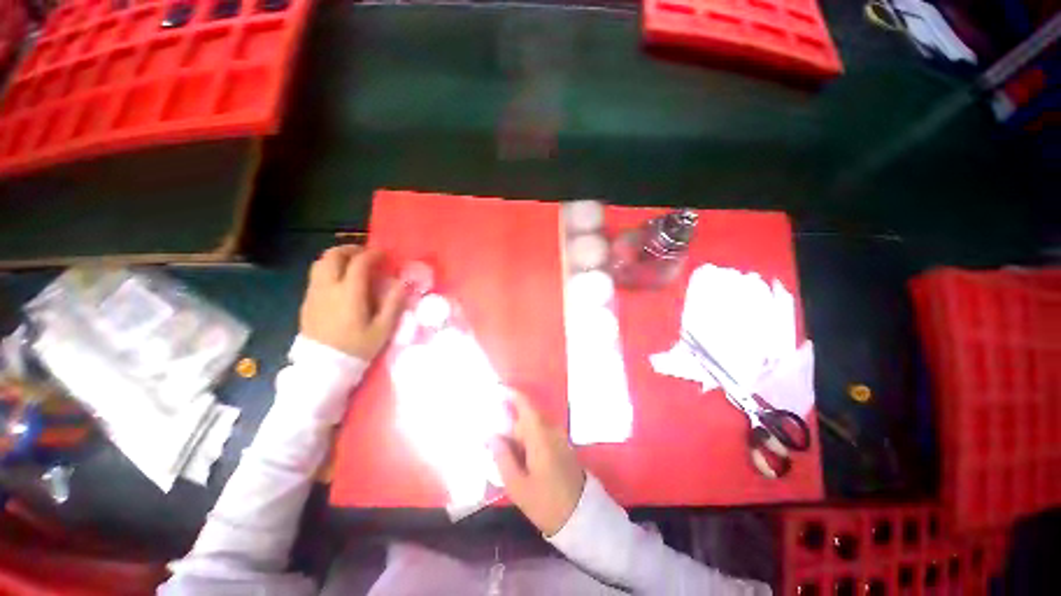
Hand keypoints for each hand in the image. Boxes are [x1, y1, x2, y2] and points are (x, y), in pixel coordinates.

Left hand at [300, 245, 406, 360]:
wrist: (323, 368)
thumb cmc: (357, 348)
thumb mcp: (383, 329)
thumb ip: (393, 303)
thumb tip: (402, 283)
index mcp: (349, 293)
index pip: (359, 263)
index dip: (373, 254)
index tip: (384, 254)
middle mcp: (327, 288)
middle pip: (332, 256)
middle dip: (350, 249)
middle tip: (366, 254)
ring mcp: (314, 294)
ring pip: (320, 263)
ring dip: (338, 257)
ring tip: (353, 264)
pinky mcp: (307, 302)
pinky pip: (316, 276)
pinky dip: (330, 269)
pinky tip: (341, 281)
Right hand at [491, 391, 585, 536]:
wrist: (580, 517)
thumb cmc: (546, 502)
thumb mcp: (517, 485)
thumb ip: (503, 457)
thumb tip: (492, 436)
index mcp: (540, 436)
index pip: (526, 406)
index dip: (512, 395)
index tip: (498, 390)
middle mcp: (551, 431)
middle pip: (527, 417)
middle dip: (510, 420)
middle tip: (492, 433)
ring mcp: (559, 438)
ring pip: (534, 426)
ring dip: (519, 431)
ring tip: (502, 446)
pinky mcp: (562, 446)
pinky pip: (541, 434)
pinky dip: (528, 438)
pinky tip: (518, 454)